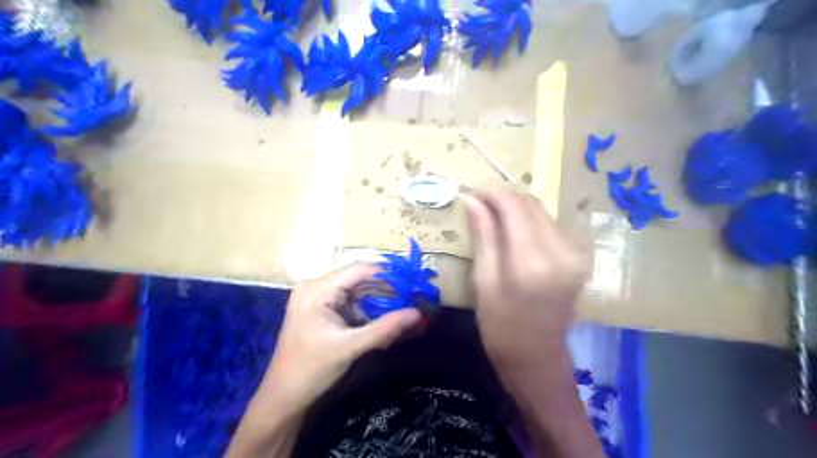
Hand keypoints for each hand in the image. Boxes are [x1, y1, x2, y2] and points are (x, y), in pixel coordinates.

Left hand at [257, 264, 417, 411]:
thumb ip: (385, 328)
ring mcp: (319, 298)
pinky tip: (387, 316)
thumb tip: (417, 313)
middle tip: (413, 296)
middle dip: (387, 288)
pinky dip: (369, 309)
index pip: (359, 270)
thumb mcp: (350, 347)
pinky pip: (351, 303)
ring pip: (357, 291)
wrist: (284, 397)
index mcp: (317, 289)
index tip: (413, 283)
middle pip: (359, 279)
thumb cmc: (312, 370)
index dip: (388, 275)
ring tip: (406, 305)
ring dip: (380, 299)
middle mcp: (317, 287)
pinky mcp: (323, 310)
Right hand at [461, 187, 591, 367]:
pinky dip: (530, 221)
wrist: (538, 358)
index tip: (474, 191)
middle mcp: (561, 251)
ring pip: (543, 212)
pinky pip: (551, 225)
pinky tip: (513, 231)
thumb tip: (473, 201)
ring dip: (517, 208)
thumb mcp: (484, 282)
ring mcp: (575, 254)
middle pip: (532, 205)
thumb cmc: (501, 327)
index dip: (494, 193)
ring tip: (493, 216)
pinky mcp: (578, 258)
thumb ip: (483, 238)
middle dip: (505, 198)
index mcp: (533, 262)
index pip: (515, 207)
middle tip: (480, 203)